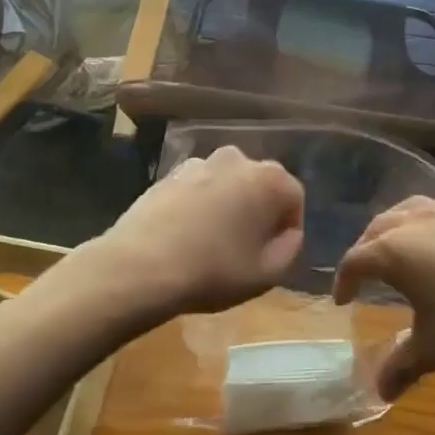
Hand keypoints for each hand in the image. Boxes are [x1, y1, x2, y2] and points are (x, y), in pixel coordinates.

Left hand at [92, 146, 303, 316]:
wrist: (140, 266)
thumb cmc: (214, 271)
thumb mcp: (268, 274)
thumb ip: (292, 247)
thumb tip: (288, 232)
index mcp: (269, 179)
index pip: (294, 198)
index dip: (289, 228)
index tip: (274, 253)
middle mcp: (238, 160)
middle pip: (261, 185)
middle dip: (260, 211)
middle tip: (247, 248)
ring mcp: (200, 163)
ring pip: (228, 184)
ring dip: (229, 205)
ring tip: (213, 242)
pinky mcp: (170, 173)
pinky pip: (199, 188)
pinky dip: (200, 204)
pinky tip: (187, 234)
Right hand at [332, 198, 434, 399]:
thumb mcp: (433, 350)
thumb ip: (401, 366)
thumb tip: (380, 392)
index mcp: (394, 250)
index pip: (356, 260)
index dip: (344, 280)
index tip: (342, 299)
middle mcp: (417, 222)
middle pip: (379, 227)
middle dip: (367, 249)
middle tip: (366, 273)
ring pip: (411, 209)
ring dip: (397, 227)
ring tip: (400, 248)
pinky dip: (431, 226)